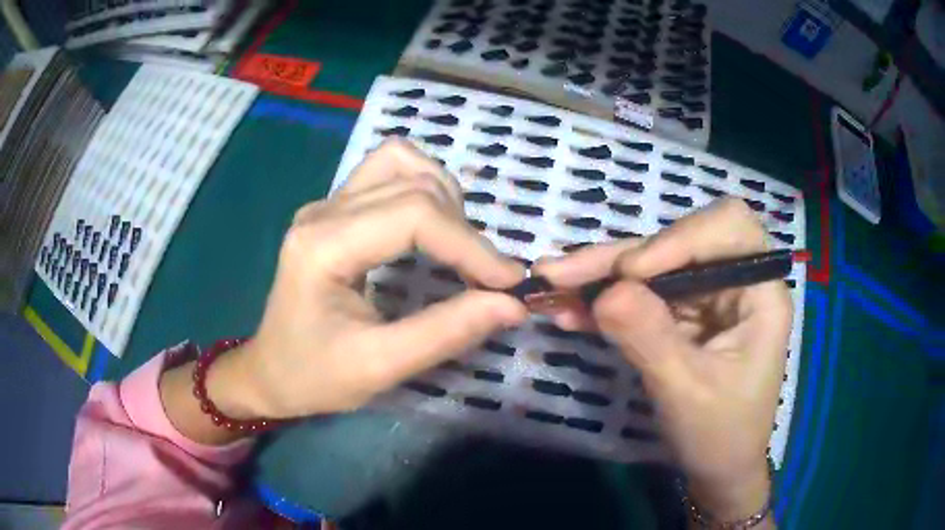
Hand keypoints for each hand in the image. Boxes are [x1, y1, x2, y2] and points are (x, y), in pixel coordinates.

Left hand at [214, 139, 527, 419]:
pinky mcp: (333, 209)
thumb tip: (511, 304)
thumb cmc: (313, 377)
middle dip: (463, 228)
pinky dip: (423, 189)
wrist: (269, 372)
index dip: (470, 246)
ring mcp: (326, 204)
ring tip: (458, 245)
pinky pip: (388, 172)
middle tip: (484, 276)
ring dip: (443, 196)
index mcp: (322, 246)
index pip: (413, 216)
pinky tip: (432, 227)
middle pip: (412, 183)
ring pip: (400, 162)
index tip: (509, 283)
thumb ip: (445, 333)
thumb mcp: (379, 367)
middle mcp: (323, 210)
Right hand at [534, 198, 790, 520]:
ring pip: (653, 266)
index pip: (728, 229)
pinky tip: (571, 312)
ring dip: (602, 276)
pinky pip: (642, 296)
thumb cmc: (720, 435)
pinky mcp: (683, 316)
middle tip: (562, 272)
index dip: (679, 238)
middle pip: (680, 242)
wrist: (717, 470)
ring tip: (553, 287)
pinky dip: (606, 301)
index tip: (629, 273)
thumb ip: (649, 338)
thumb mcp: (686, 391)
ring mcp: (707, 297)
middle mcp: (736, 282)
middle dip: (621, 256)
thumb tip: (604, 293)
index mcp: (760, 293)